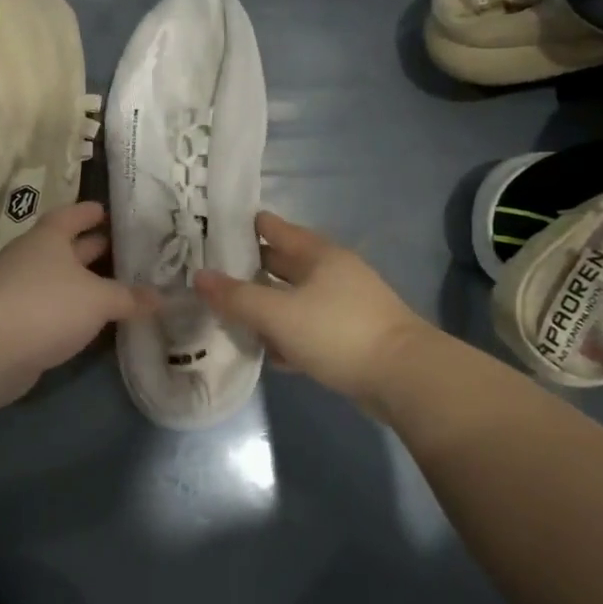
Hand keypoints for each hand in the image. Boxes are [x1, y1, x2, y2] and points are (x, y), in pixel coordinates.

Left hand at [0, 201, 152, 407]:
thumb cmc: (45, 305)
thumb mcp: (98, 299)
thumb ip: (129, 297)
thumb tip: (161, 297)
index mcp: (49, 239)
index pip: (72, 216)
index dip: (89, 212)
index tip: (107, 210)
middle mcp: (32, 259)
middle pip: (66, 248)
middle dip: (92, 249)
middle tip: (124, 250)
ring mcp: (18, 292)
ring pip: (58, 282)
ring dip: (82, 284)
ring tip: (116, 288)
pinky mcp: (14, 325)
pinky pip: (50, 312)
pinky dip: (70, 314)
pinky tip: (91, 323)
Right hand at [194, 211, 429, 406]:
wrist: (403, 377)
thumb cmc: (337, 332)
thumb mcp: (279, 314)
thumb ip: (237, 297)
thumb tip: (199, 276)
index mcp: (317, 254)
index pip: (273, 228)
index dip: (243, 226)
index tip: (211, 228)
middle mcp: (331, 272)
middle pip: (281, 263)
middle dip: (249, 267)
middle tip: (209, 273)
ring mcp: (342, 304)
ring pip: (293, 298)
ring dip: (266, 305)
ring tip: (229, 313)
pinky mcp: (348, 335)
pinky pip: (306, 327)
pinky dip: (286, 333)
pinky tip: (267, 350)